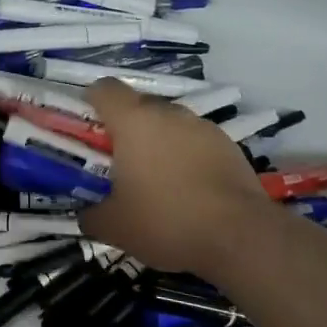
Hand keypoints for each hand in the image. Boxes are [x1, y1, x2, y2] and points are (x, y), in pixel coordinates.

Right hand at [80, 80, 275, 276]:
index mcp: (133, 121)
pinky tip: (188, 190)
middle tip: (118, 162)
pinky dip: (186, 157)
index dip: (91, 102)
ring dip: (158, 142)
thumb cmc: (166, 221)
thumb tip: (85, 213)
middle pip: (138, 105)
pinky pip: (195, 142)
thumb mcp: (114, 226)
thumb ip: (91, 214)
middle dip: (125, 127)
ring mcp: (202, 126)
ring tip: (157, 180)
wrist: (240, 237)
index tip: (87, 128)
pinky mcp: (229, 145)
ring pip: (169, 123)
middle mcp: (168, 113)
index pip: (104, 88)